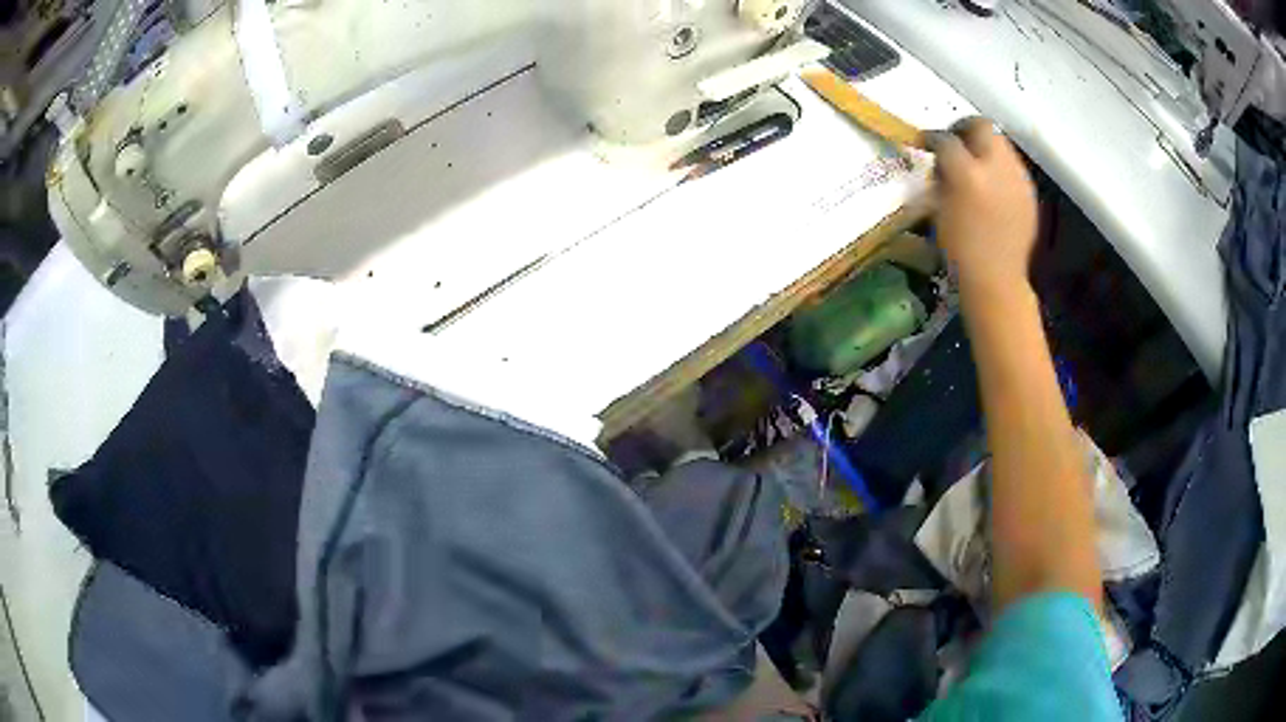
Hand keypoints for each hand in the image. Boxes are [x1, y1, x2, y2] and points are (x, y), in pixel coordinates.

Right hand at [931, 118, 1037, 295]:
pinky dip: (1000, 169)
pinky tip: (993, 188)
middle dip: (966, 129)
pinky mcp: (1029, 193)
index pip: (946, 139)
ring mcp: (1018, 179)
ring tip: (976, 167)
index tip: (927, 143)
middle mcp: (997, 168)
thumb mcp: (939, 208)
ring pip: (1001, 145)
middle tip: (955, 142)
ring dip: (985, 148)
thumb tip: (942, 158)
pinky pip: (1012, 168)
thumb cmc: (959, 248)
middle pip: (983, 127)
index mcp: (968, 174)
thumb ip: (942, 176)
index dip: (933, 138)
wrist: (996, 280)